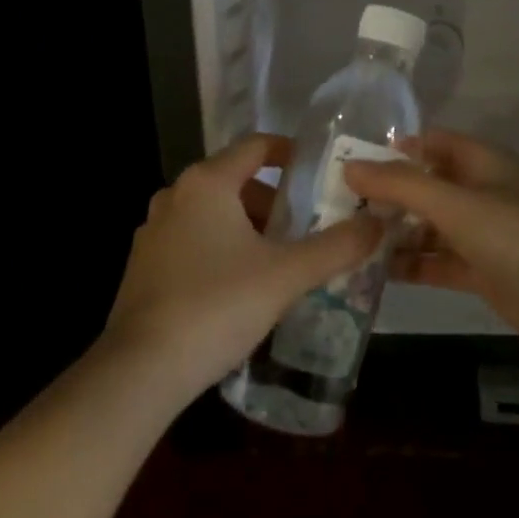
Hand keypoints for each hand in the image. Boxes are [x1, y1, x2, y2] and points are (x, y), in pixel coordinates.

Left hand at [102, 133, 384, 404]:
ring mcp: (153, 232)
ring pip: (213, 214)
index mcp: (207, 183)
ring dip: (247, 228)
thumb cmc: (217, 305)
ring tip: (278, 262)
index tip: (319, 173)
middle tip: (305, 229)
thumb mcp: (286, 275)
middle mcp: (175, 196)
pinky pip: (192, 241)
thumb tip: (378, 224)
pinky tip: (239, 288)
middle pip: (235, 181)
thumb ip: (337, 247)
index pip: (256, 146)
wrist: (140, 371)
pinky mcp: (142, 267)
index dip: (291, 153)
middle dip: (274, 202)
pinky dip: (220, 249)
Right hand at [344, 131, 518, 369]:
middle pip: (424, 185)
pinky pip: (437, 260)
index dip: (391, 149)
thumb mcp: (456, 204)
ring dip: (394, 233)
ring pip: (428, 225)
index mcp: (480, 161)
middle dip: (385, 195)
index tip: (345, 162)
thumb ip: (401, 185)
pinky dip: (411, 264)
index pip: (428, 142)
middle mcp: (479, 190)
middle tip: (334, 208)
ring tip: (346, 242)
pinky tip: (374, 273)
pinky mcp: (482, 270)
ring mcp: (481, 232)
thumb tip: (349, 166)